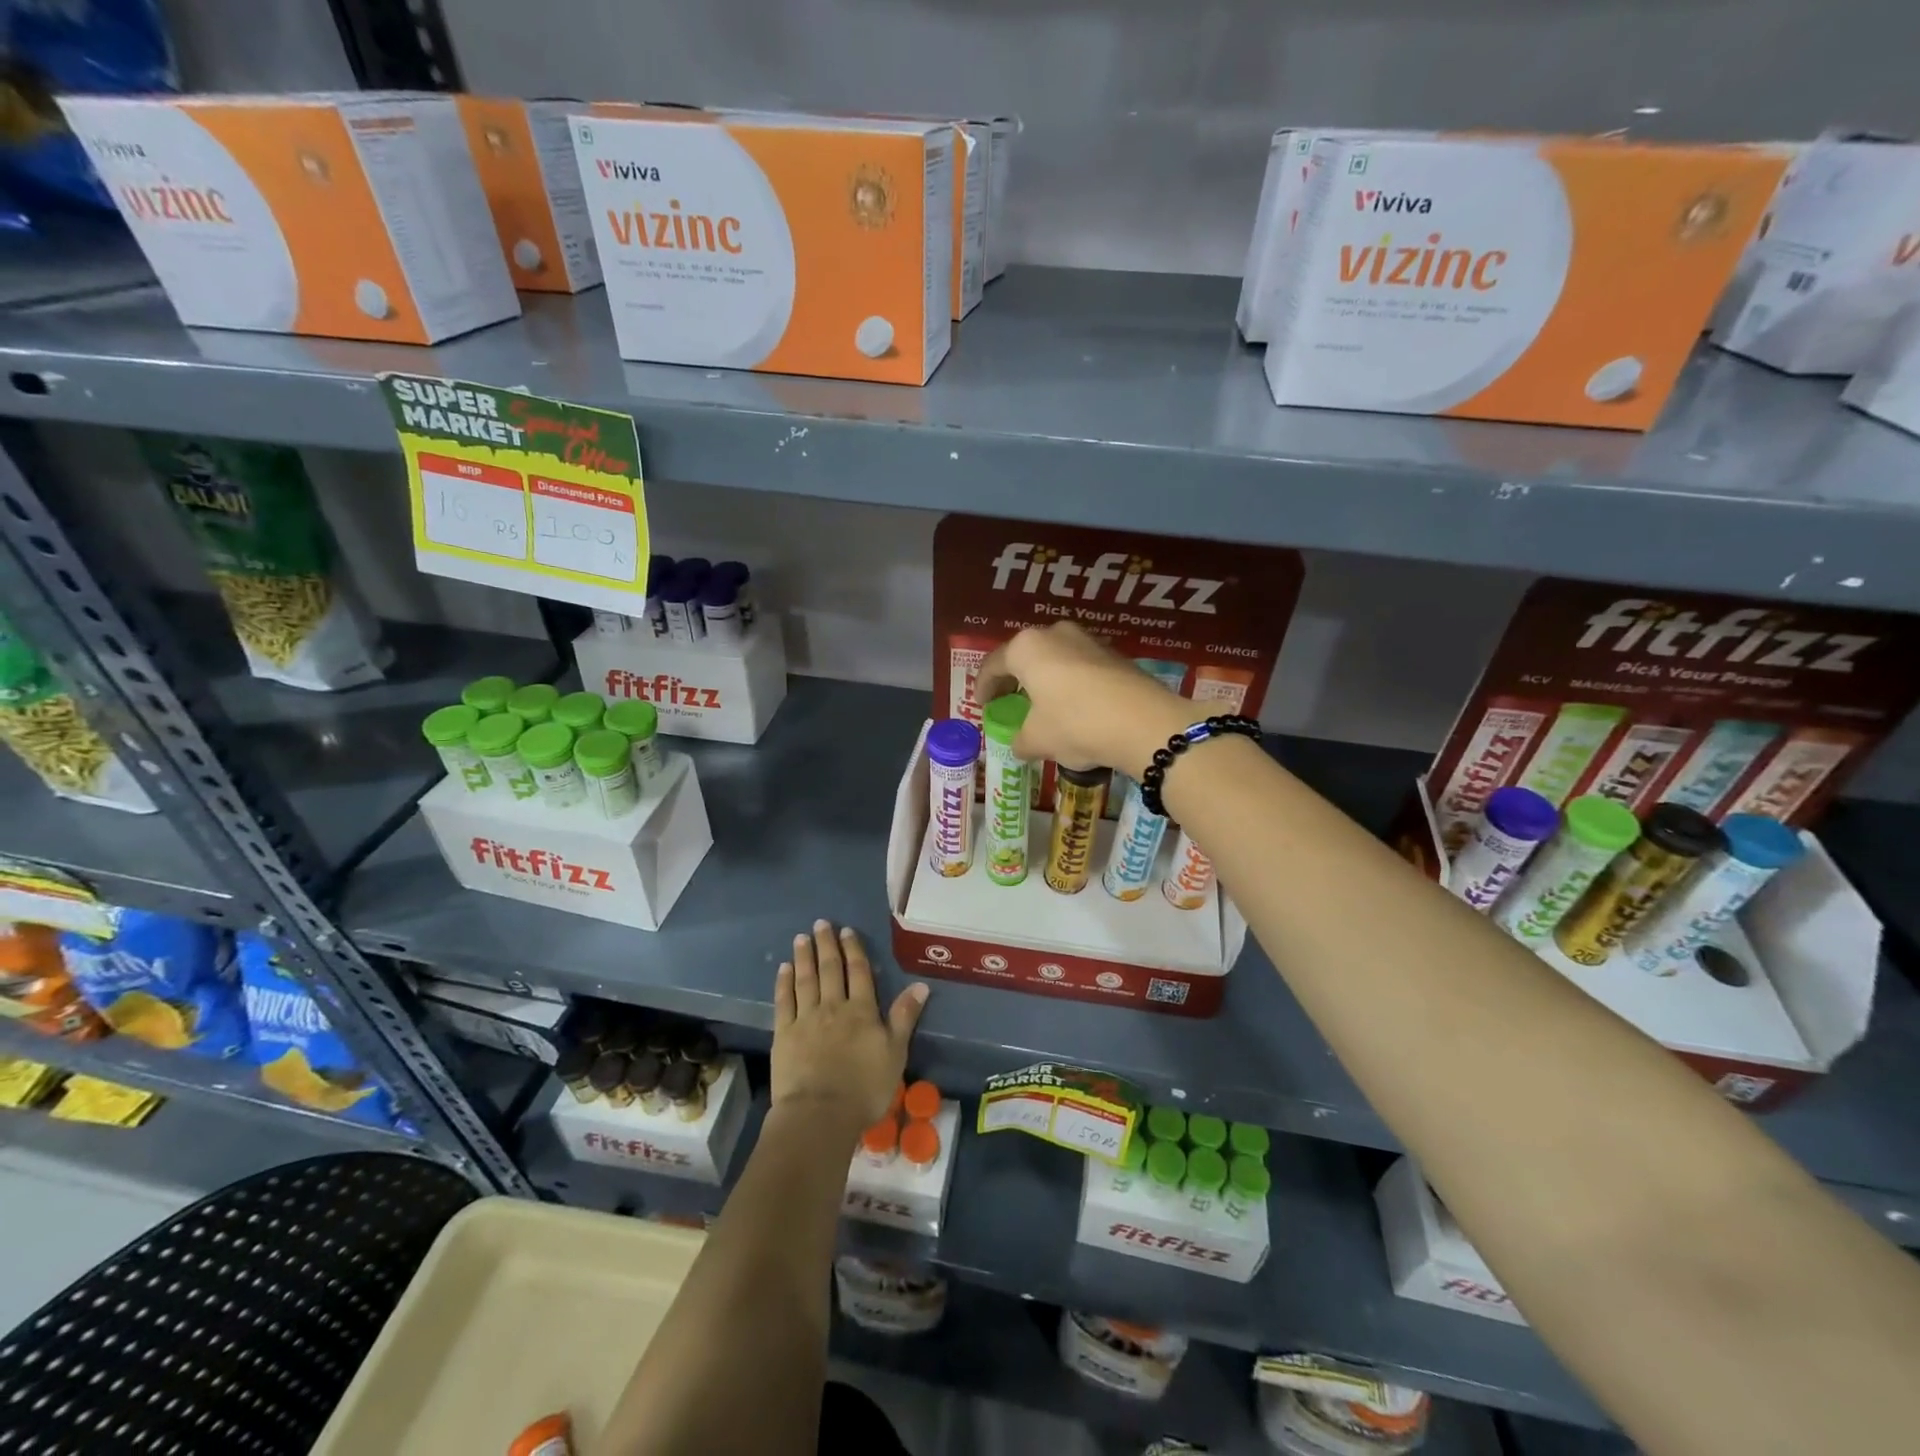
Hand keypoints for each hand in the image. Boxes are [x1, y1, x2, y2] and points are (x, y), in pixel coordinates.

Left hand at [773, 920, 927, 1138]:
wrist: (820, 1114)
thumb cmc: (864, 1087)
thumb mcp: (895, 1053)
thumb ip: (905, 1016)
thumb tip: (921, 984)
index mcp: (861, 1010)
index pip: (858, 972)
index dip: (853, 950)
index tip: (847, 931)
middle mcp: (833, 1006)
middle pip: (830, 969)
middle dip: (826, 945)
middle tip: (820, 924)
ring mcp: (806, 1019)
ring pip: (805, 980)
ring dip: (804, 957)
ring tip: (800, 938)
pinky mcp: (784, 1034)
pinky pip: (784, 1001)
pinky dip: (784, 983)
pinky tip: (784, 969)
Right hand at [975, 622, 1192, 776]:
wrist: (1144, 723)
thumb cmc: (1076, 724)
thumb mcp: (1038, 739)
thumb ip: (1021, 740)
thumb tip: (1019, 745)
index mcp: (1027, 648)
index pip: (993, 665)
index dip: (984, 687)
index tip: (983, 705)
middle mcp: (1055, 634)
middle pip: (1026, 656)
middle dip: (1016, 679)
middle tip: (1010, 701)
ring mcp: (1088, 640)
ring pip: (1056, 659)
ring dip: (1045, 680)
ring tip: (1043, 705)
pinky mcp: (1115, 654)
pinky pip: (1081, 667)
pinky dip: (1070, 684)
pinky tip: (1074, 707)